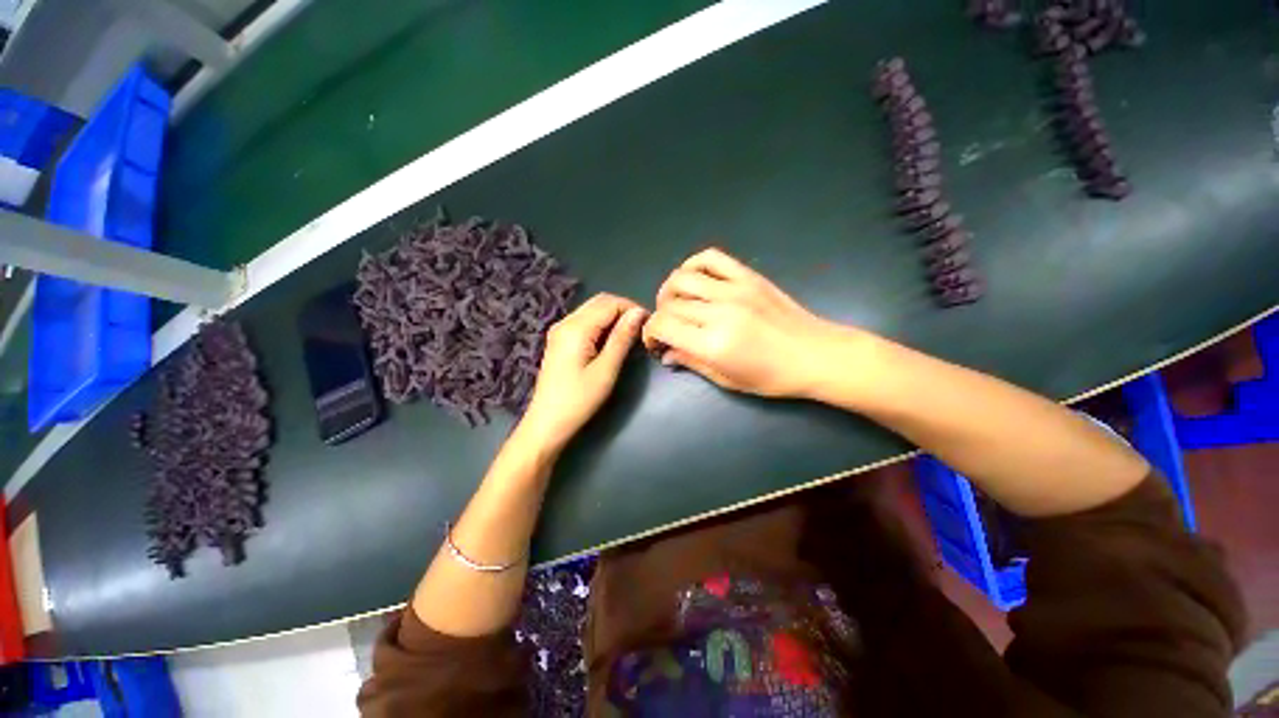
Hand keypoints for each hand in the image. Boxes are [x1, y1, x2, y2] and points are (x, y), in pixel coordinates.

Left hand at [518, 293, 646, 454]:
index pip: (609, 303)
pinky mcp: (559, 340)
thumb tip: (639, 313)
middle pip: (599, 302)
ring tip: (630, 336)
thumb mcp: (606, 370)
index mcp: (576, 328)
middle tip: (641, 329)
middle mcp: (565, 322)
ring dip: (613, 317)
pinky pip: (584, 322)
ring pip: (592, 310)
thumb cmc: (579, 400)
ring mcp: (559, 330)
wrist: (547, 423)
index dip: (632, 308)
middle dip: (623, 310)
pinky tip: (611, 342)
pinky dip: (601, 325)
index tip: (649, 323)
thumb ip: (622, 338)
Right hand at [642, 248, 849, 398]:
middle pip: (670, 303)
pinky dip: (694, 265)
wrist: (817, 355)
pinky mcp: (748, 276)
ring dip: (670, 291)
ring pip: (682, 277)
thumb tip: (666, 354)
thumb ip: (692, 363)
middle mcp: (719, 312)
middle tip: (669, 330)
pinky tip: (694, 280)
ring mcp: (734, 289)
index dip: (651, 333)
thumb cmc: (772, 377)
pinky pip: (711, 258)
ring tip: (676, 304)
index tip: (656, 342)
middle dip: (660, 317)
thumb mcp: (728, 380)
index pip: (663, 325)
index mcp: (713, 344)